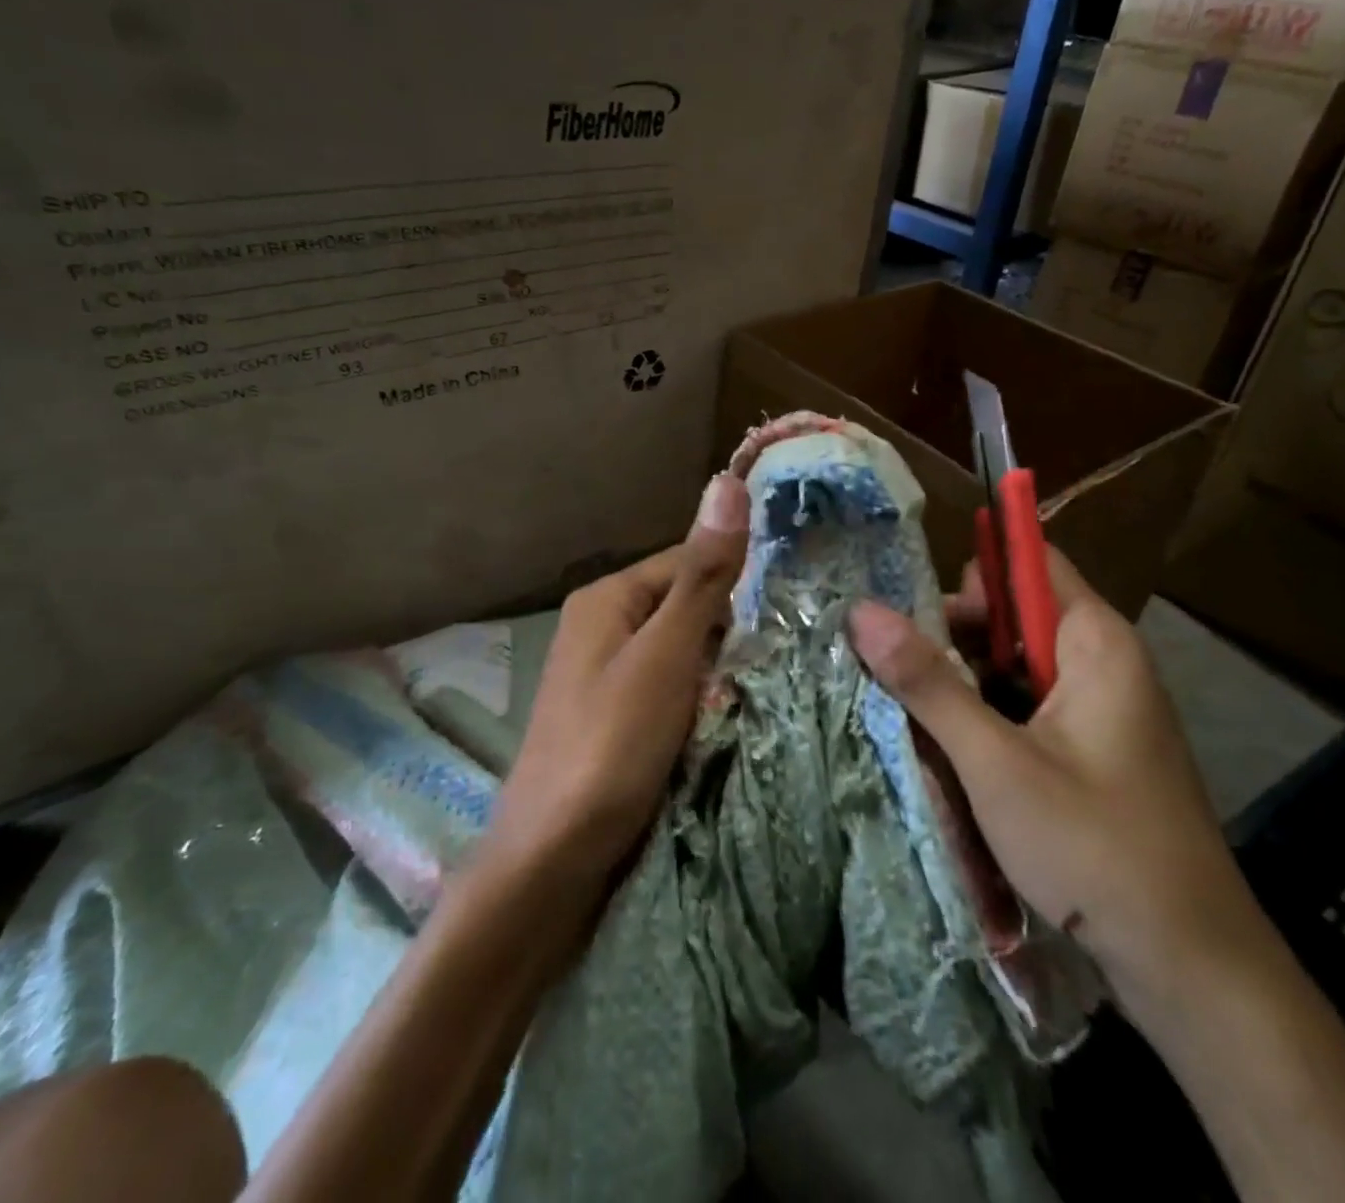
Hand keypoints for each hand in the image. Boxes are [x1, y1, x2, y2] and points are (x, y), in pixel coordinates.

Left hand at [485, 472, 749, 885]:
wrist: (551, 862)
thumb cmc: (611, 745)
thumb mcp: (666, 654)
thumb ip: (703, 575)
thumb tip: (726, 482)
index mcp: (608, 597)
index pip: (689, 560)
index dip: (739, 579)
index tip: (793, 605)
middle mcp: (603, 626)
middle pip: (687, 606)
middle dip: (732, 629)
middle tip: (788, 653)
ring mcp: (607, 674)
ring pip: (683, 650)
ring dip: (721, 666)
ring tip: (771, 685)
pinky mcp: (617, 717)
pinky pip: (672, 688)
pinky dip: (702, 698)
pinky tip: (731, 716)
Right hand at [846, 547, 1257, 1008]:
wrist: (1190, 968)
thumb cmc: (1093, 847)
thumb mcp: (994, 761)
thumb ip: (927, 682)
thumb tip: (861, 610)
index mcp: (1094, 641)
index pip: (1028, 563)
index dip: (969, 576)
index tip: (912, 611)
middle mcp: (1102, 661)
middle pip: (1014, 616)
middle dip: (955, 638)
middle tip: (900, 678)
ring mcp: (1100, 708)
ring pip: (1015, 667)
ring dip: (965, 685)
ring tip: (913, 718)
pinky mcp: (1092, 749)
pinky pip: (1028, 708)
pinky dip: (988, 719)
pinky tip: (951, 753)